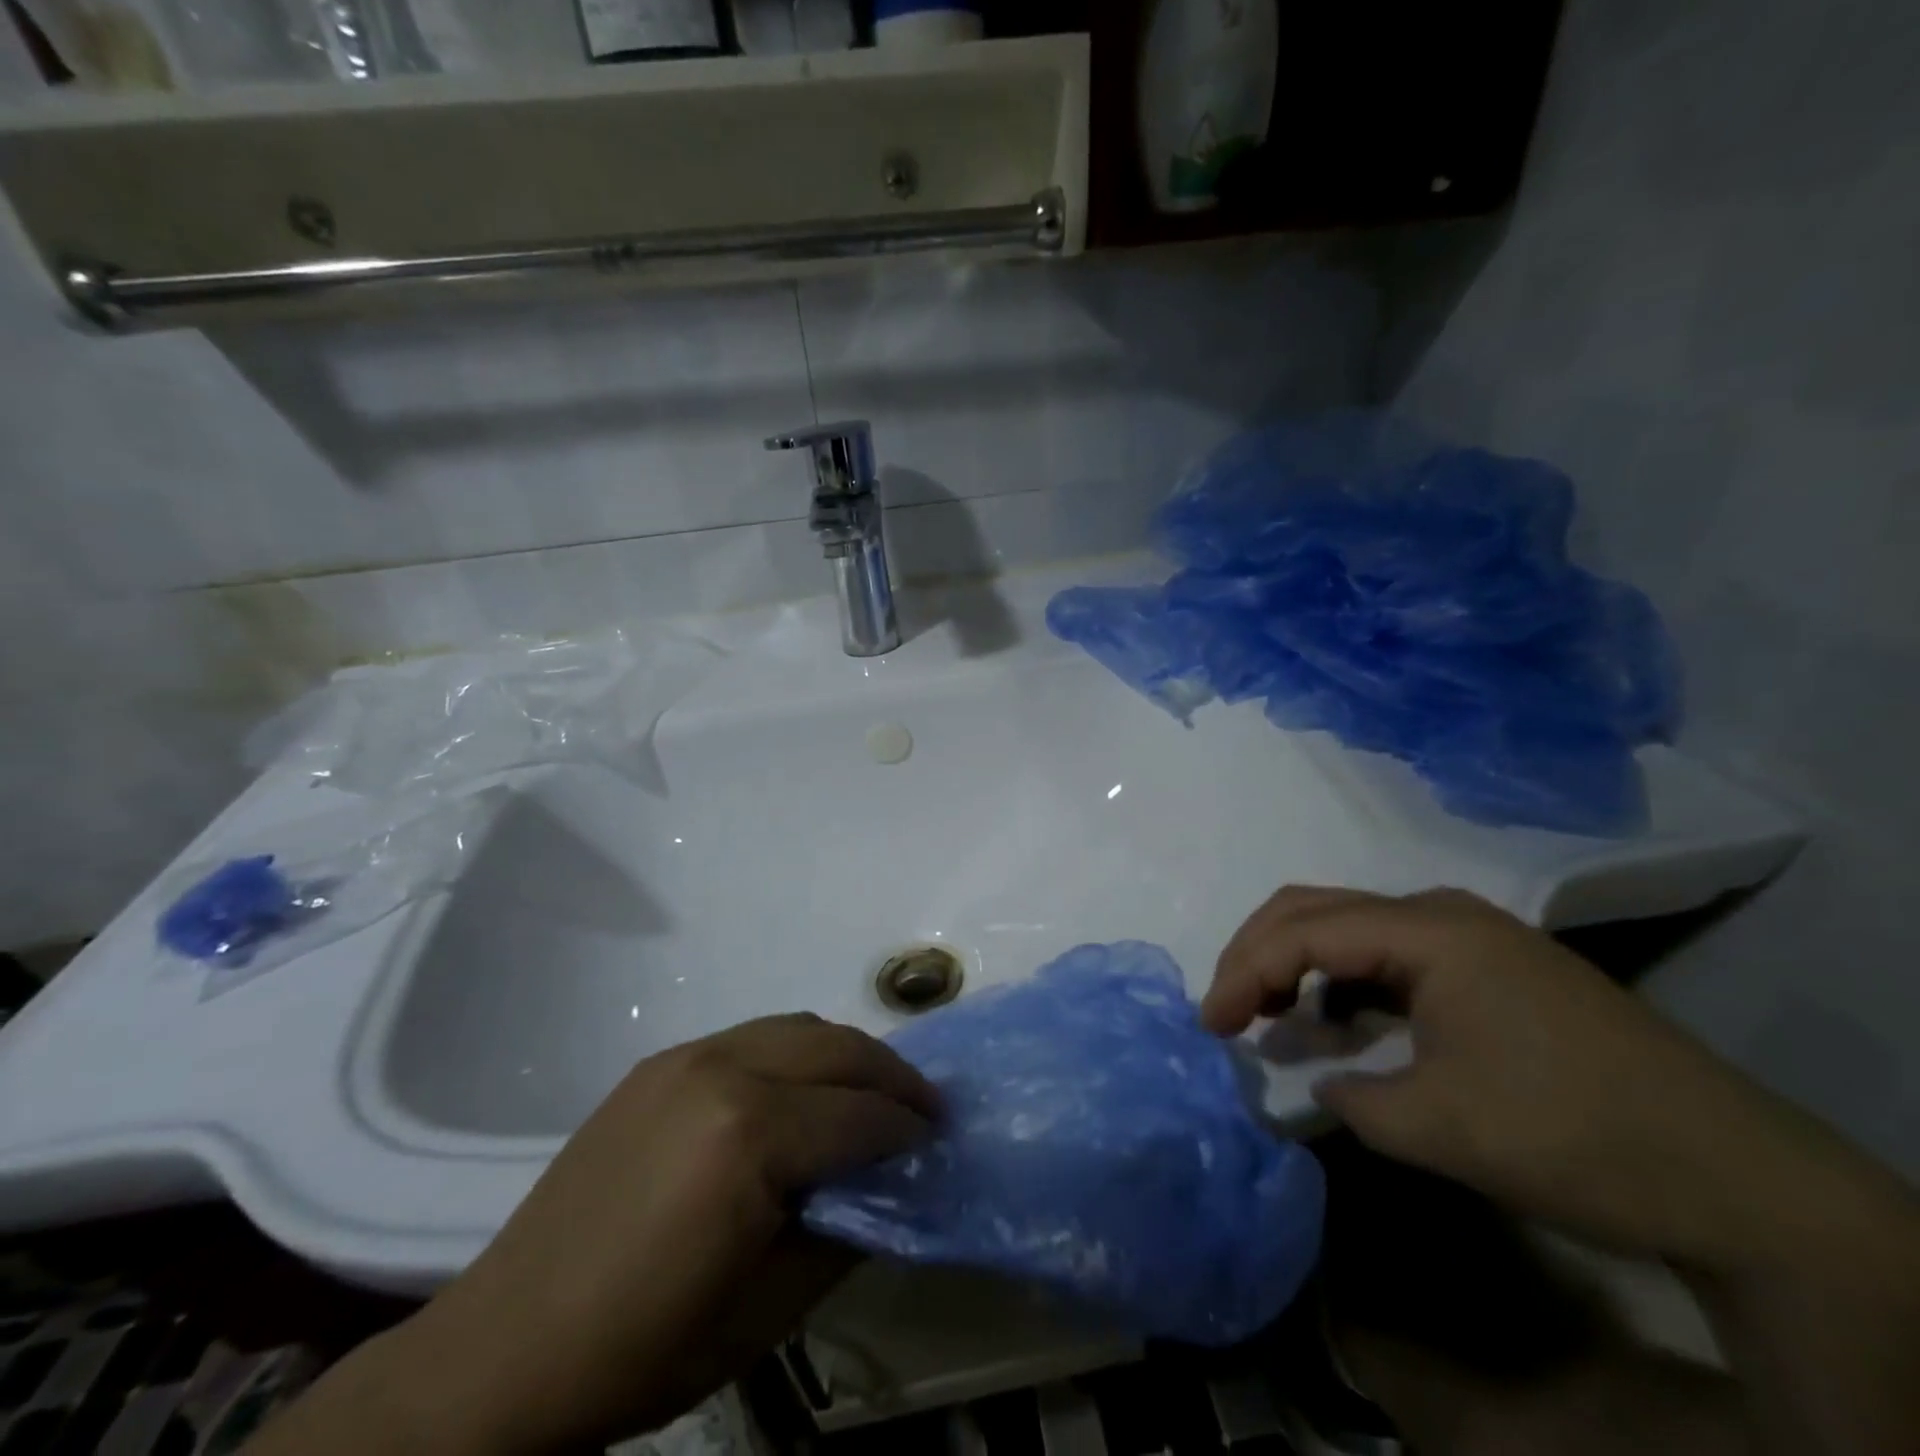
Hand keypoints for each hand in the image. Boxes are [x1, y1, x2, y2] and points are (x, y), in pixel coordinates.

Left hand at [257, 1015, 937, 1455]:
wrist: (505, 1350)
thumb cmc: (646, 1346)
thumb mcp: (769, 1308)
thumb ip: (843, 1229)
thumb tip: (887, 1182)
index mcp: (750, 1135)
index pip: (859, 1115)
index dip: (908, 1128)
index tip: (937, 1140)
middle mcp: (724, 1070)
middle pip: (836, 1048)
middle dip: (891, 1073)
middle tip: (923, 1105)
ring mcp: (687, 1056)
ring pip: (797, 1027)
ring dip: (845, 1054)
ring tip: (871, 1092)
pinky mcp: (661, 1062)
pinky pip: (753, 1037)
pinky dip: (797, 1052)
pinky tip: (801, 1091)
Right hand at [1202, 887, 1909, 1274]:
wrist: (1737, 1177)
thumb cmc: (1573, 1135)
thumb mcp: (1438, 1127)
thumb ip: (1348, 1094)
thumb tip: (1318, 1079)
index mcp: (1429, 930)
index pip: (1304, 931)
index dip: (1243, 971)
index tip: (1209, 1024)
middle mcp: (1442, 913)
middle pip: (1316, 908)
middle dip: (1256, 953)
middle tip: (1224, 1009)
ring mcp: (1469, 936)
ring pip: (1349, 924)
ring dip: (1296, 961)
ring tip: (1268, 1015)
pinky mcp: (1486, 966)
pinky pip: (1386, 952)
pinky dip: (1341, 978)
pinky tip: (1334, 1019)